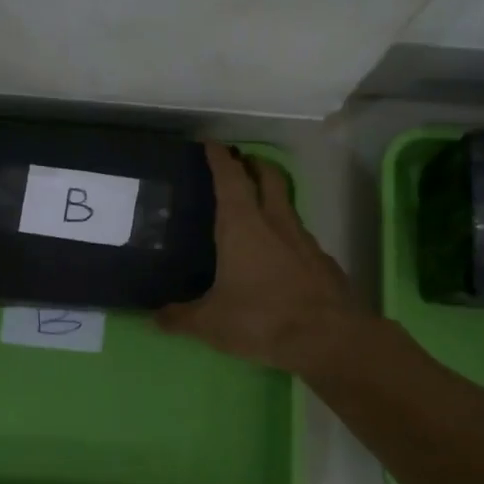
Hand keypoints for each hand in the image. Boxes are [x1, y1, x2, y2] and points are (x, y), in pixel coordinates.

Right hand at [156, 143, 367, 375]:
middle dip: (254, 164)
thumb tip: (155, 317)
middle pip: (268, 178)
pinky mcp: (323, 262)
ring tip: (257, 210)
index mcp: (242, 226)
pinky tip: (280, 256)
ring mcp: (304, 240)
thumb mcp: (211, 323)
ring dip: (273, 198)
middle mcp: (275, 223)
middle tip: (241, 162)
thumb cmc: (261, 319)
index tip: (211, 144)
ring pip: (287, 206)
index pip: (230, 178)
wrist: (328, 339)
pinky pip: (301, 238)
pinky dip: (287, 235)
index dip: (219, 158)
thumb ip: (181, 317)